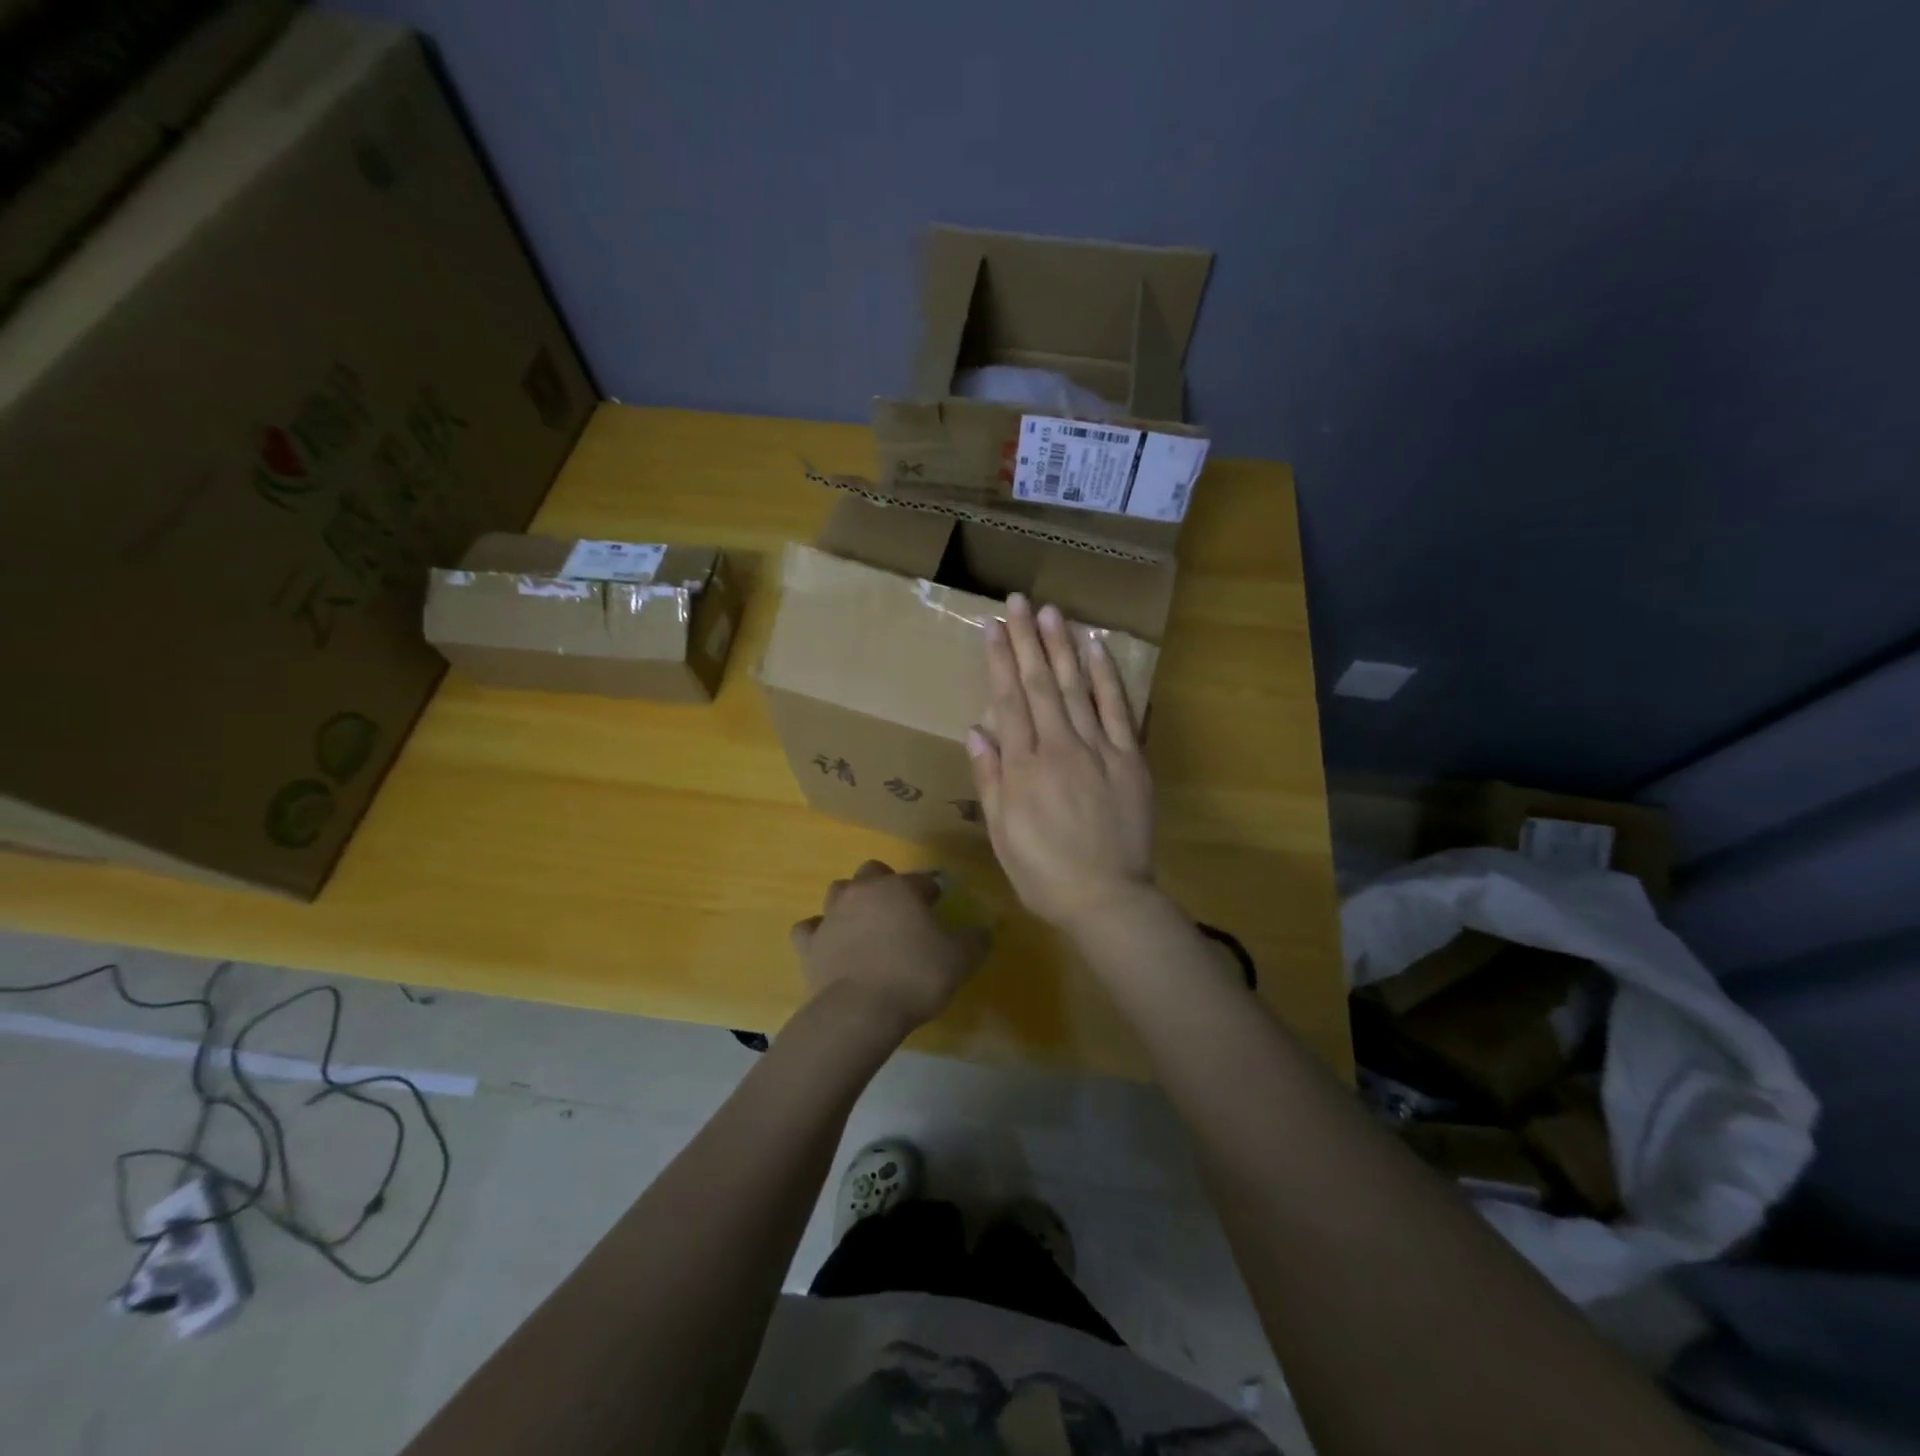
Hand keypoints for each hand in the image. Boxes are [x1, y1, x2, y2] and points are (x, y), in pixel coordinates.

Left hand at [790, 861, 989, 1039]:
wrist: (860, 1011)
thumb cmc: (915, 976)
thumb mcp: (961, 959)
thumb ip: (976, 940)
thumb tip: (983, 930)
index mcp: (900, 888)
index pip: (922, 880)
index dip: (932, 893)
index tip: (939, 909)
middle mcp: (863, 891)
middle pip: (873, 872)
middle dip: (886, 885)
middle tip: (899, 913)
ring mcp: (831, 914)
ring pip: (839, 891)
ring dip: (852, 902)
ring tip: (865, 926)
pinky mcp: (808, 943)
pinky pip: (809, 928)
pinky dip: (819, 933)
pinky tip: (829, 945)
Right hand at [966, 593, 1157, 936]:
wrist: (1106, 899)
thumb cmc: (1043, 872)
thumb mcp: (1001, 833)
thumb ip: (989, 778)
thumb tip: (975, 729)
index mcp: (1022, 766)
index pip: (1008, 701)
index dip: (999, 661)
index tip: (993, 627)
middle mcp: (1057, 747)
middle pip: (1039, 684)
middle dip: (1027, 639)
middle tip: (1019, 601)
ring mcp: (1097, 749)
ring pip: (1075, 688)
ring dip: (1062, 647)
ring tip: (1051, 611)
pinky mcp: (1129, 758)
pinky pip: (1117, 709)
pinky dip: (1106, 676)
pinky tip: (1096, 648)